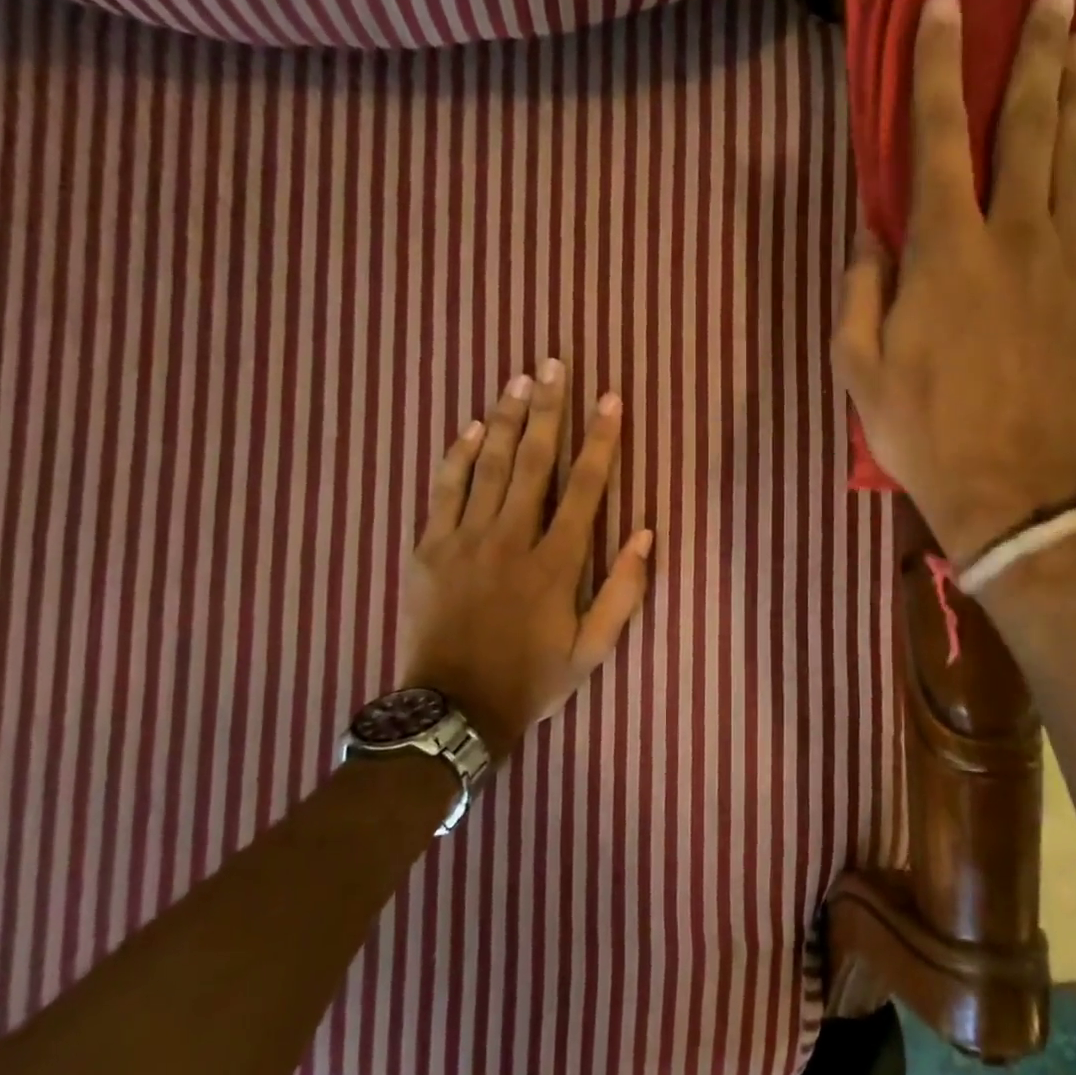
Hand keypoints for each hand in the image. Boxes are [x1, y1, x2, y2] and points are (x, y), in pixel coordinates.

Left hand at [399, 360, 652, 759]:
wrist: (452, 710)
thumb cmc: (531, 679)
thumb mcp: (592, 650)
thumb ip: (622, 592)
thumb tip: (646, 535)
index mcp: (555, 563)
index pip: (585, 488)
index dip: (600, 440)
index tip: (610, 399)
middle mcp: (511, 540)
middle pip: (532, 461)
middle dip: (547, 409)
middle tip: (554, 364)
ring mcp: (464, 541)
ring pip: (487, 466)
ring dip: (503, 419)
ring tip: (518, 380)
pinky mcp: (428, 549)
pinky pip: (443, 491)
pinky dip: (456, 457)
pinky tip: (467, 427)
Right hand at [833, 0, 1075, 563]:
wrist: (1016, 490)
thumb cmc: (924, 433)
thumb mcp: (859, 370)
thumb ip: (860, 292)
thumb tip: (871, 235)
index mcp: (946, 253)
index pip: (939, 138)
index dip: (938, 67)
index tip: (944, 6)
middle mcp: (1015, 238)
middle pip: (1029, 127)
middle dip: (1034, 54)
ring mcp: (1070, 265)